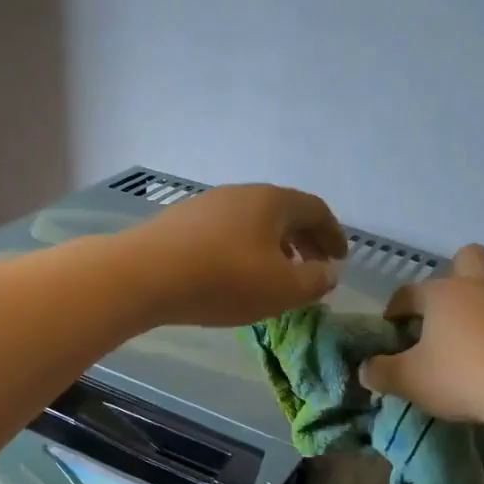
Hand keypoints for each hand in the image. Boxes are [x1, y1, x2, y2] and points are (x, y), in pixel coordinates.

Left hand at [126, 183, 346, 325]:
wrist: (143, 275)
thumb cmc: (223, 280)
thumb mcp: (280, 289)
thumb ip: (313, 282)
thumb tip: (328, 273)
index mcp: (272, 202)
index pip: (315, 210)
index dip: (333, 235)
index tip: (340, 259)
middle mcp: (241, 194)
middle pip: (284, 213)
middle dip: (305, 242)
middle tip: (315, 269)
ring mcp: (208, 205)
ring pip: (254, 223)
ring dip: (275, 247)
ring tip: (278, 276)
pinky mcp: (182, 223)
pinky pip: (228, 233)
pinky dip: (246, 250)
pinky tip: (237, 276)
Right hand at [360, 245, 483, 421]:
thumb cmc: (461, 378)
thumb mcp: (409, 381)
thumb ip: (381, 373)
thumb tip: (365, 369)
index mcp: (442, 294)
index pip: (410, 292)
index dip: (396, 307)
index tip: (392, 326)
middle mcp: (479, 285)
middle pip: (468, 257)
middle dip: (455, 274)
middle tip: (446, 308)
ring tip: (481, 317)